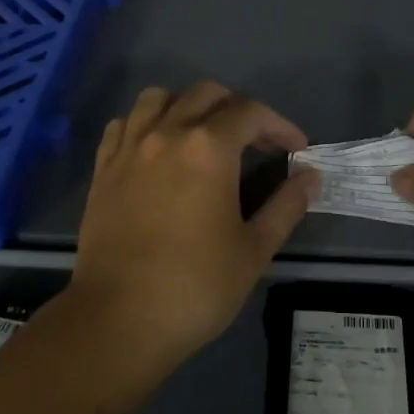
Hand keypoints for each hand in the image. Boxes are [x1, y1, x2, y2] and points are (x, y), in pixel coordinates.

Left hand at [73, 82, 319, 362]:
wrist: (118, 319)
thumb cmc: (196, 286)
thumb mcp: (254, 249)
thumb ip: (286, 206)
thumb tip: (311, 176)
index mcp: (208, 147)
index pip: (251, 112)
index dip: (279, 125)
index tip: (295, 149)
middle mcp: (167, 133)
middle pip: (206, 94)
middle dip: (237, 108)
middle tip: (255, 142)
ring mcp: (129, 148)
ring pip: (158, 98)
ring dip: (187, 105)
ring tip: (202, 135)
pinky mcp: (103, 169)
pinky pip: (124, 124)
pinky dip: (145, 124)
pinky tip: (157, 149)